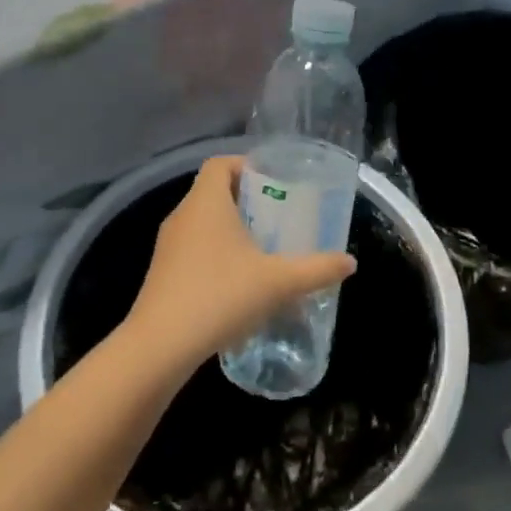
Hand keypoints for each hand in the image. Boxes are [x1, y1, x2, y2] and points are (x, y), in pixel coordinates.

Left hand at [124, 156, 356, 373]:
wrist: (160, 347)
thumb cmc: (220, 296)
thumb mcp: (278, 282)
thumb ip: (316, 269)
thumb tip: (350, 262)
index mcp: (205, 202)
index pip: (220, 164)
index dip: (246, 165)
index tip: (274, 182)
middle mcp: (182, 216)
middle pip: (213, 192)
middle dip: (247, 201)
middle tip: (279, 217)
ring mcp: (168, 246)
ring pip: (203, 223)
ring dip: (231, 230)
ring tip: (264, 250)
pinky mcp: (162, 274)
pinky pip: (193, 249)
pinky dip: (216, 254)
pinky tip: (239, 282)